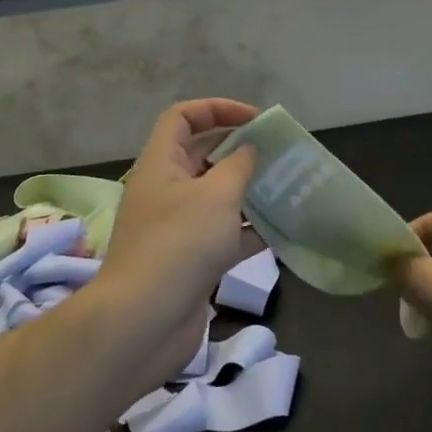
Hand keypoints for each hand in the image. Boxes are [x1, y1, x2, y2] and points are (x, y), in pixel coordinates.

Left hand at [93, 99, 260, 381]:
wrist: (145, 322)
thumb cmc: (180, 245)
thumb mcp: (216, 195)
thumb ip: (239, 166)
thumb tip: (249, 150)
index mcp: (161, 164)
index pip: (183, 117)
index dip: (217, 109)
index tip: (256, 121)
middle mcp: (166, 190)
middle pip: (202, 155)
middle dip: (240, 150)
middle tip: (279, 155)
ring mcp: (177, 227)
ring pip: (217, 197)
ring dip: (249, 191)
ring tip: (287, 188)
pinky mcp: (191, 260)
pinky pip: (224, 234)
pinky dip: (249, 230)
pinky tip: (281, 231)